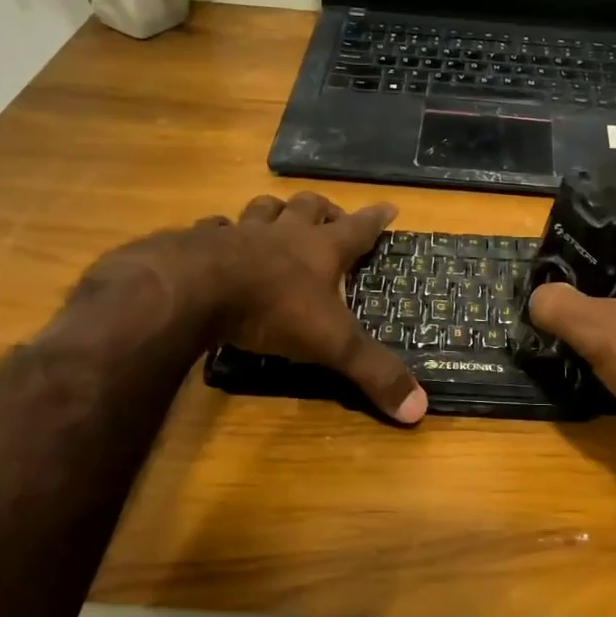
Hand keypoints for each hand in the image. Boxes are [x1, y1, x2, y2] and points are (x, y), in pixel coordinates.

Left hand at [77, 191, 426, 423]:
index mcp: (321, 250)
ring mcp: (241, 233)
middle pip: (308, 206)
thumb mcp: (333, 344)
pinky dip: (222, 231)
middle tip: (330, 215)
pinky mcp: (201, 242)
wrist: (196, 290)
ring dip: (275, 211)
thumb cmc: (274, 309)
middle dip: (323, 208)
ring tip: (278, 219)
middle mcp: (284, 234)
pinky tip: (219, 240)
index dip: (376, 219)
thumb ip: (374, 372)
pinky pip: (215, 227)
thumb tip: (419, 410)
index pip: (358, 228)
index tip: (389, 206)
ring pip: (263, 209)